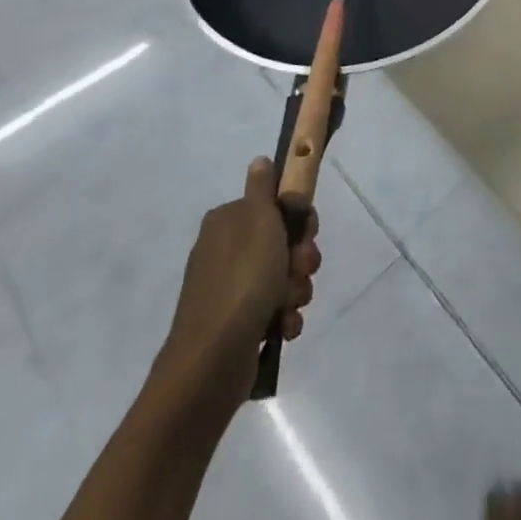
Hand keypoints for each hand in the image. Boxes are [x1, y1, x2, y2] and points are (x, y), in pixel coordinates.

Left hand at [164, 157, 320, 396]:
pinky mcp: (237, 324)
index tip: (307, 232)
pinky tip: (282, 328)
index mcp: (228, 221)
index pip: (274, 206)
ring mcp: (230, 289)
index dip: (298, 219)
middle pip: (282, 243)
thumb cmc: (243, 279)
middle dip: (300, 258)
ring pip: (282, 278)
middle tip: (301, 268)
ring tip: (288, 305)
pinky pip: (274, 311)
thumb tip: (259, 160)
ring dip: (295, 290)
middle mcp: (226, 251)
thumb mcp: (259, 220)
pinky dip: (283, 318)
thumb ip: (263, 188)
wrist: (213, 358)